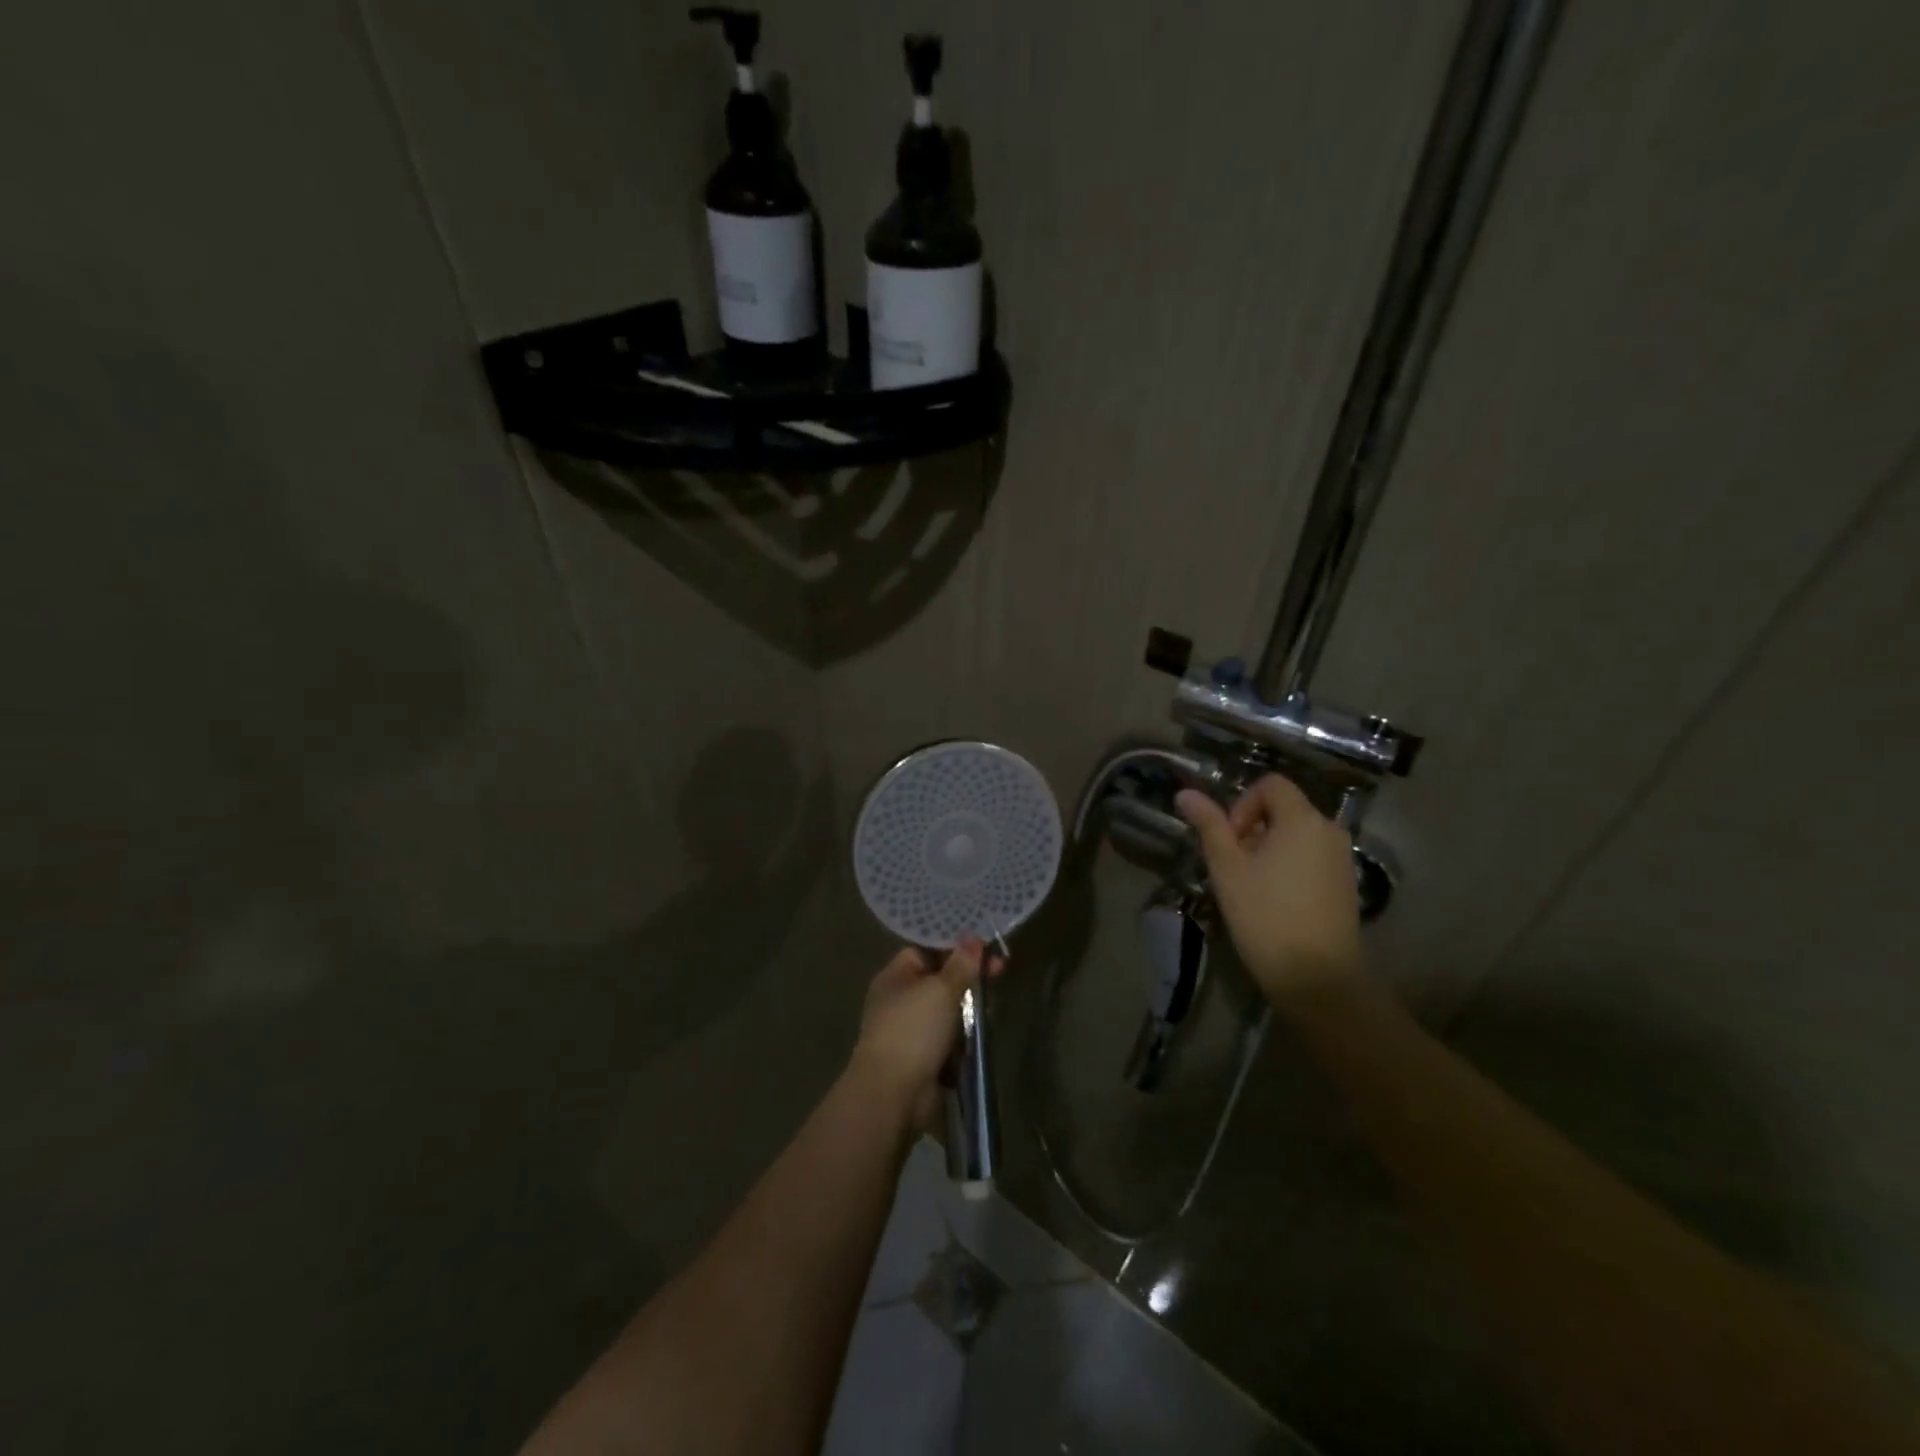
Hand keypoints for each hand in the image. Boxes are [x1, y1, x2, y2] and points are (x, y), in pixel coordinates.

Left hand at [851, 938, 1003, 1126]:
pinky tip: (983, 1034)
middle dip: (968, 979)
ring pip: (947, 1011)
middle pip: (940, 980)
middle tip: (1000, 973)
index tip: (986, 948)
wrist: (892, 1093)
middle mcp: (900, 999)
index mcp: (896, 976)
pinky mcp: (921, 1057)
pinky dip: (963, 1037)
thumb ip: (961, 964)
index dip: (956, 948)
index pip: (928, 950)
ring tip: (993, 1005)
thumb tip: (972, 937)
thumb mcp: (941, 990)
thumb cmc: (913, 1030)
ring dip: (968, 1010)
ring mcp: (909, 1030)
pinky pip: (948, 1038)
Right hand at [1176, 775, 1362, 998]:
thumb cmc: (1265, 914)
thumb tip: (1185, 794)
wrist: (1316, 976)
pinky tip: (1275, 900)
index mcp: (1302, 819)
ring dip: (1269, 848)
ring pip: (1296, 835)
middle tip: (1234, 866)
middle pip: (1284, 809)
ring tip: (1251, 885)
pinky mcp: (1346, 884)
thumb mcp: (1227, 867)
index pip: (1270, 785)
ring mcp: (1342, 858)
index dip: (1242, 804)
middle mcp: (1329, 830)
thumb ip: (1209, 825)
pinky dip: (1289, 866)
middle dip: (1253, 829)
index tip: (1230, 841)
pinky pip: (1311, 857)